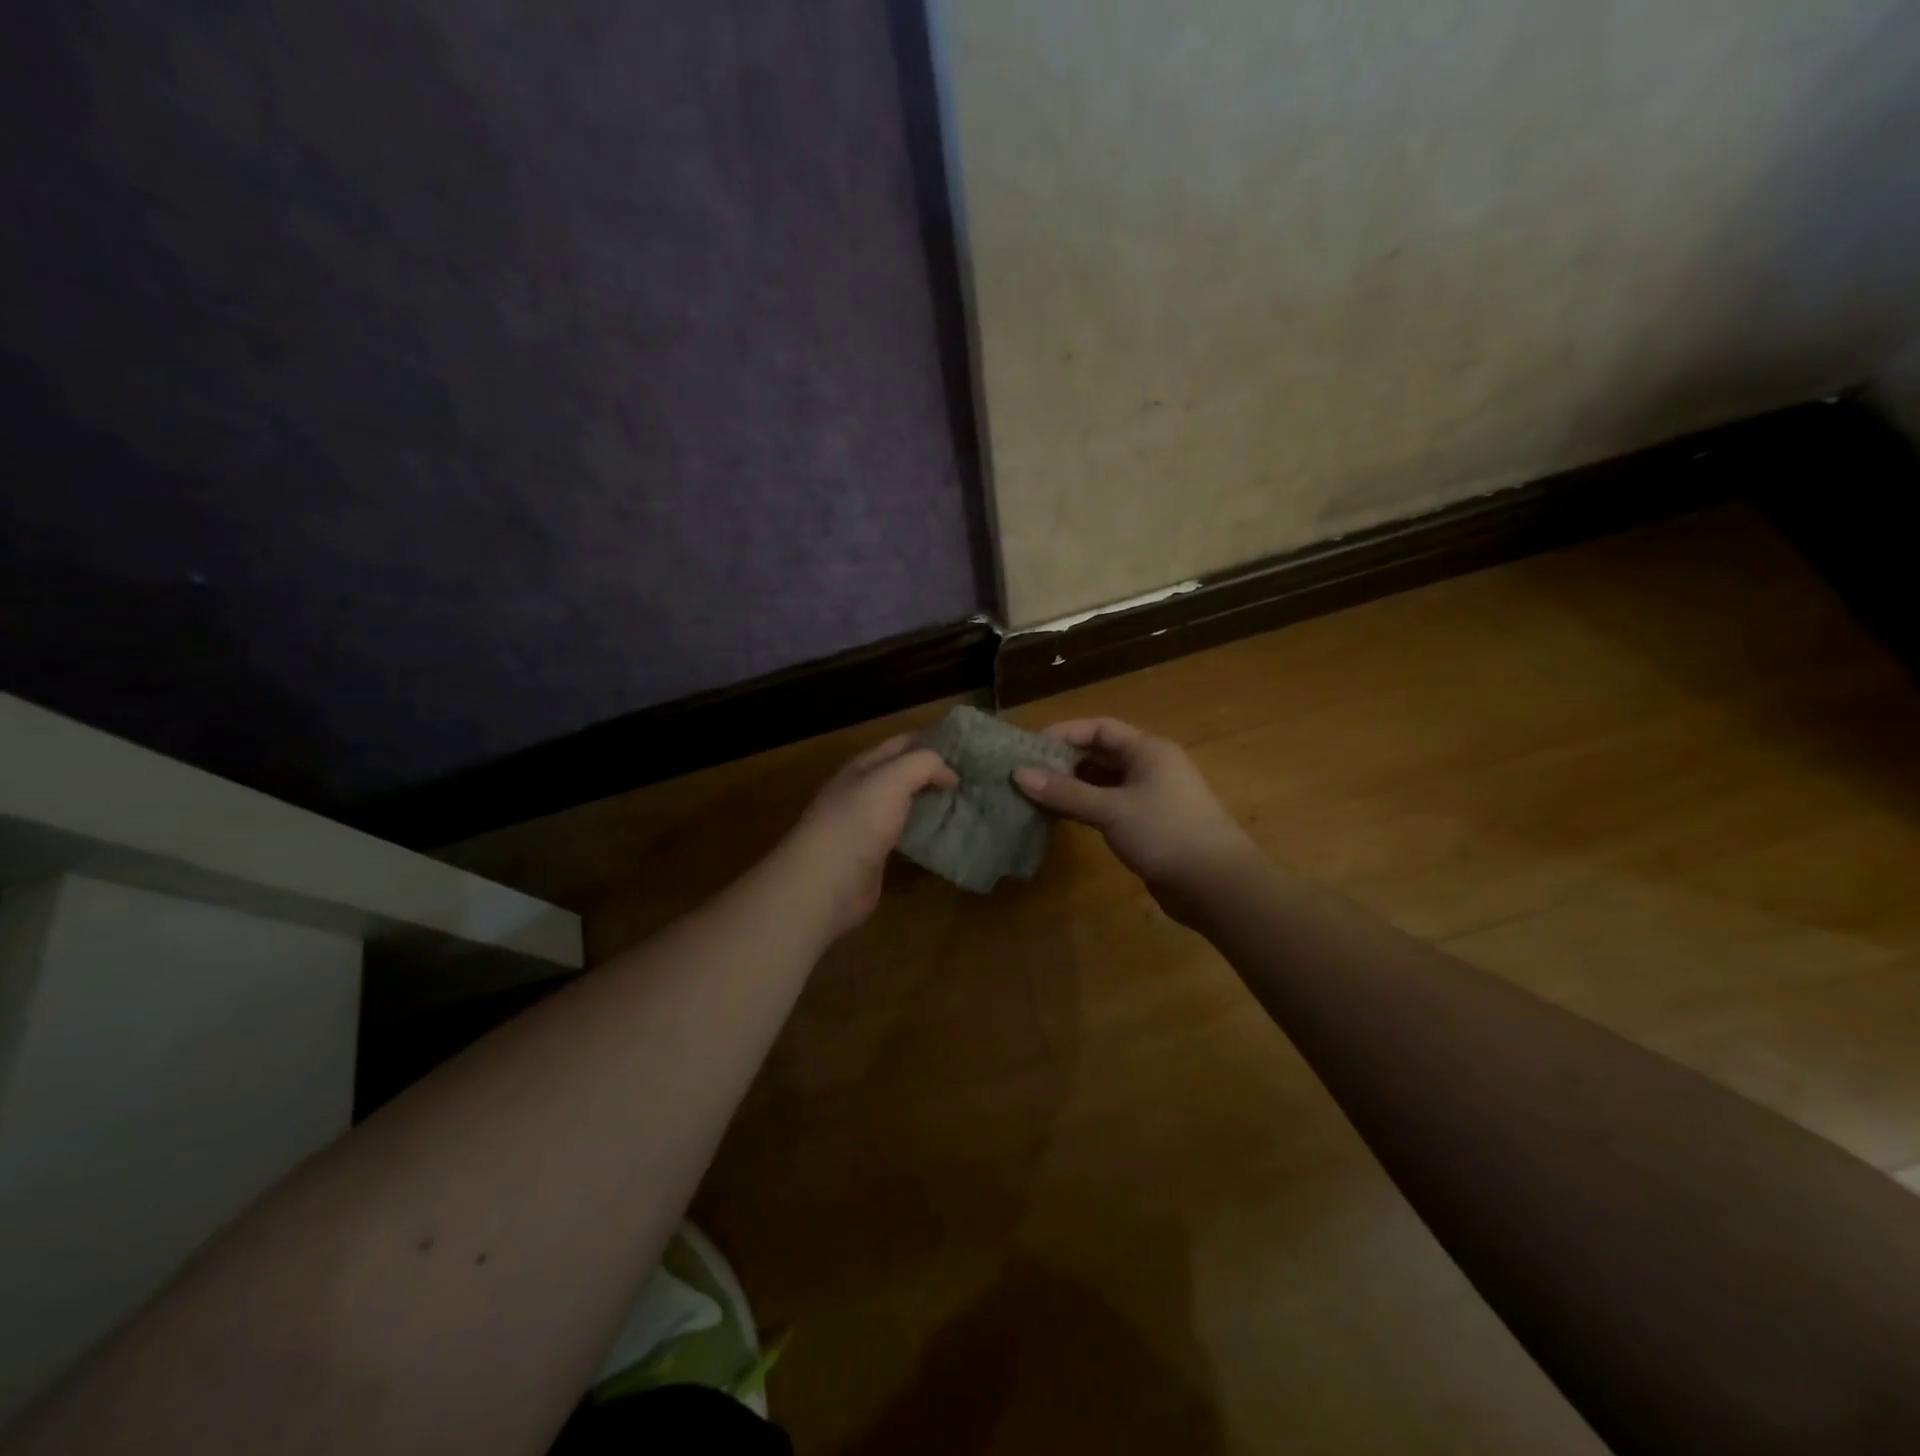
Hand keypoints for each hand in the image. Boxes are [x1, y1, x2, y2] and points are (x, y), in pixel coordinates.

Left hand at [774, 733, 956, 937]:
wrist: (826, 882)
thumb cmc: (858, 821)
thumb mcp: (892, 779)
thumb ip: (923, 764)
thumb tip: (950, 773)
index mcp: (862, 767)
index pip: (901, 743)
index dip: (932, 740)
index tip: (966, 748)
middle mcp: (863, 791)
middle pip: (903, 774)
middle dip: (934, 773)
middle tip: (972, 777)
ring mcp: (867, 825)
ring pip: (905, 805)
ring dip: (931, 803)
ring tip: (966, 804)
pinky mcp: (874, 855)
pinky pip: (905, 835)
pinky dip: (924, 832)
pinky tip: (946, 835)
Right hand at [1013, 717, 1257, 923]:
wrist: (1216, 885)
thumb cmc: (1166, 833)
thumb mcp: (1111, 809)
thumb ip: (1065, 792)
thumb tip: (1018, 774)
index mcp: (1148, 750)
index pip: (1099, 728)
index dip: (1065, 733)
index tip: (1029, 747)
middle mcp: (1150, 767)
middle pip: (1100, 754)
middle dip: (1064, 761)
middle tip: (1025, 772)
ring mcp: (1151, 797)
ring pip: (1104, 782)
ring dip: (1072, 786)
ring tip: (1034, 794)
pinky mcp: (1149, 825)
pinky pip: (1110, 806)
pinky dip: (1085, 807)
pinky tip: (1060, 816)